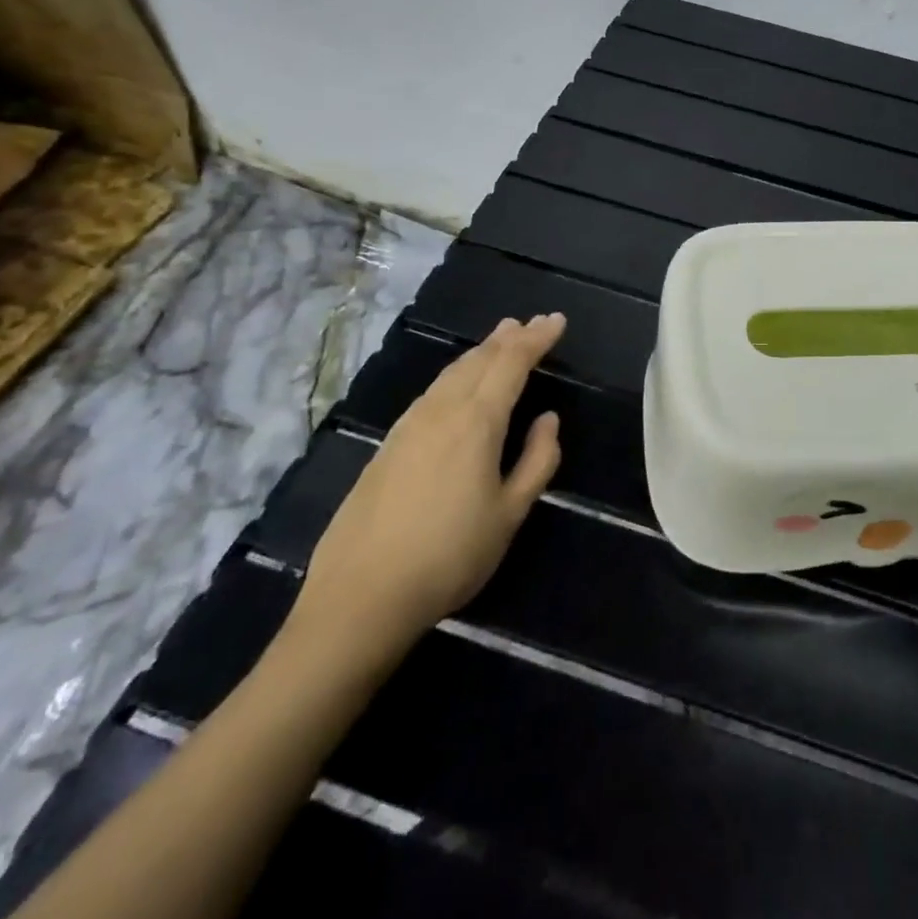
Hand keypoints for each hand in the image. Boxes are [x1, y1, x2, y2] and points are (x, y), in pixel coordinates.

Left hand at [285, 313, 566, 676]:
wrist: (360, 597)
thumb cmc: (450, 557)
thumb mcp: (510, 514)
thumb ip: (537, 461)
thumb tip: (548, 420)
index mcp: (476, 422)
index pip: (512, 364)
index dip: (536, 339)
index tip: (557, 321)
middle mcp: (441, 411)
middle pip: (479, 360)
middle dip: (508, 338)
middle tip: (531, 323)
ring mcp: (408, 426)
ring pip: (450, 373)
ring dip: (480, 353)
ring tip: (498, 341)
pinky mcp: (387, 446)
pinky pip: (431, 392)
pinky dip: (454, 376)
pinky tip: (455, 386)